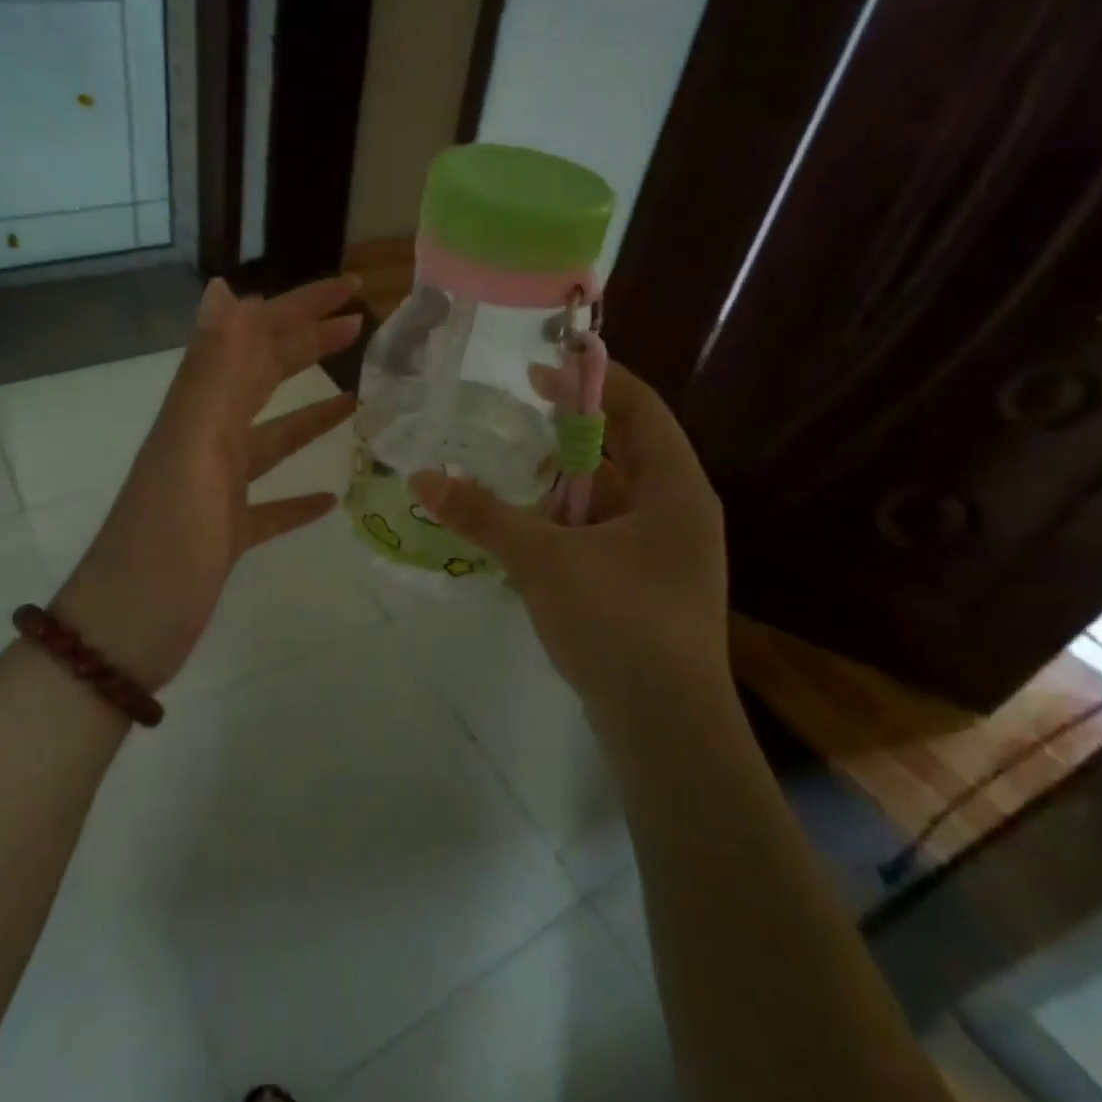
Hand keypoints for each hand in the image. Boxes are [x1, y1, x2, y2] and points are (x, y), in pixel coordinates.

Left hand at [53, 275, 361, 690]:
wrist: (122, 637)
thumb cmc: (163, 544)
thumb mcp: (190, 450)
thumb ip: (211, 373)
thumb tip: (226, 289)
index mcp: (200, 414)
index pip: (254, 339)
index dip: (299, 308)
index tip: (351, 287)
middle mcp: (207, 440)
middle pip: (263, 378)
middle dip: (308, 345)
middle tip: (361, 327)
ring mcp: (216, 489)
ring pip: (270, 436)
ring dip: (310, 413)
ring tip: (357, 398)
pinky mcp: (225, 534)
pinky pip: (269, 504)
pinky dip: (298, 495)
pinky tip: (328, 498)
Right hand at [409, 361, 727, 736]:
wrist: (666, 731)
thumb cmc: (618, 625)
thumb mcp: (545, 561)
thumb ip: (484, 515)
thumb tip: (422, 479)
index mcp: (676, 488)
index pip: (639, 408)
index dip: (593, 380)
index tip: (541, 370)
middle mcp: (679, 511)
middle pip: (626, 447)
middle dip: (573, 428)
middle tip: (519, 410)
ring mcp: (667, 551)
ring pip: (613, 493)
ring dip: (567, 477)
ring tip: (514, 463)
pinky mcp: (648, 584)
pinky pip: (607, 529)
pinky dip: (570, 517)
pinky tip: (529, 523)